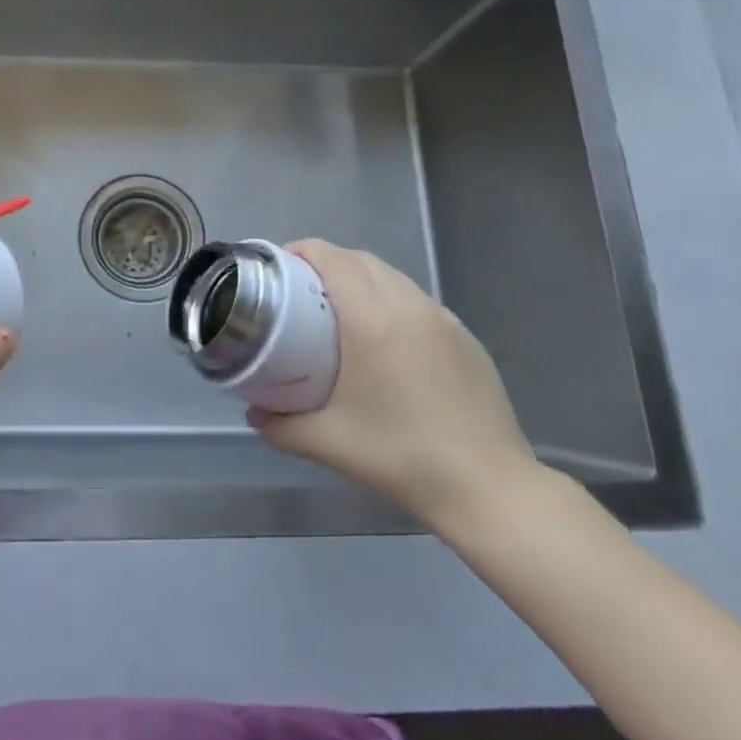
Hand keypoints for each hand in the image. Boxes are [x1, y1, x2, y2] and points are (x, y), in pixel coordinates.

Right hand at [248, 240, 540, 536]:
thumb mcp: (328, 442)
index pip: (330, 258)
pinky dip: (390, 299)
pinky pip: (417, 299)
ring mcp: (442, 318)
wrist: (488, 487)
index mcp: (372, 320)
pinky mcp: (465, 335)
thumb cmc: (401, 457)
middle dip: (325, 262)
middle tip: (301, 291)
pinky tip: (385, 338)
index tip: (278, 270)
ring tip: (339, 309)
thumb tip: (253, 413)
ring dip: (360, 278)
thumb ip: (280, 425)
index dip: (300, 252)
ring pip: (391, 275)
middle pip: (359, 259)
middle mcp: (408, 305)